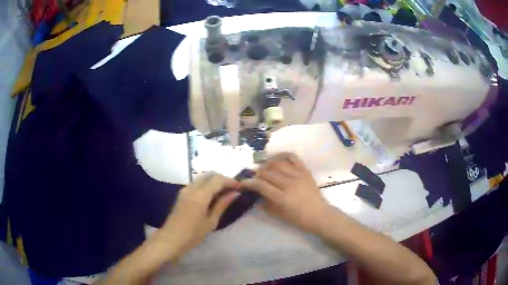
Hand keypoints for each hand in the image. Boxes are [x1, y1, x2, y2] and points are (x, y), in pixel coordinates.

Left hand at [159, 172, 239, 258]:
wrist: (171, 239)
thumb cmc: (193, 234)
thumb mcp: (211, 221)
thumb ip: (222, 204)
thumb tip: (235, 193)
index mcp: (200, 195)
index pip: (217, 179)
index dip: (230, 181)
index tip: (240, 187)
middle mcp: (191, 188)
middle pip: (209, 174)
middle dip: (222, 179)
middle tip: (233, 189)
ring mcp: (185, 189)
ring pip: (202, 177)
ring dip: (214, 181)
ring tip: (224, 192)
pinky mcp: (182, 193)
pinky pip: (197, 183)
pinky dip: (207, 185)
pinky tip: (212, 196)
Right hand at [241, 153, 331, 233]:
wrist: (319, 214)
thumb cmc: (299, 218)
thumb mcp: (279, 215)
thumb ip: (265, 205)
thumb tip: (255, 196)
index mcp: (283, 198)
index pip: (262, 185)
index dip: (250, 182)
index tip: (243, 182)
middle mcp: (290, 184)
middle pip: (268, 173)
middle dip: (257, 174)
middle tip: (253, 176)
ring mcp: (299, 176)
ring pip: (278, 164)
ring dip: (267, 165)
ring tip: (263, 168)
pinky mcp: (305, 171)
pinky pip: (293, 158)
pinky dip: (283, 155)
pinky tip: (276, 158)